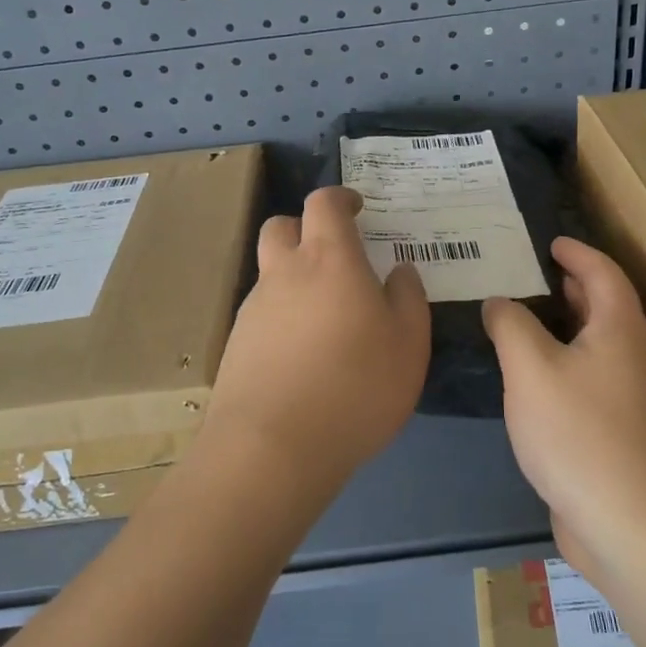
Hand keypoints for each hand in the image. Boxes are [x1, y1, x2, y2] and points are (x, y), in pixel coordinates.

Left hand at [207, 186, 430, 490]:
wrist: (272, 447)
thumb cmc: (355, 388)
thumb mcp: (409, 345)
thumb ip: (409, 299)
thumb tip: (400, 272)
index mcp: (329, 260)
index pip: (324, 203)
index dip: (341, 198)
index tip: (358, 209)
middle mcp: (284, 273)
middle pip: (281, 226)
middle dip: (305, 228)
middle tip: (335, 254)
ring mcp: (254, 309)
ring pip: (270, 272)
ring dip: (294, 276)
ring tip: (324, 316)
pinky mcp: (236, 344)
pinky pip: (261, 312)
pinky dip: (281, 316)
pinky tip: (301, 354)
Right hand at [483, 238, 645, 557]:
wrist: (633, 525)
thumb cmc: (580, 433)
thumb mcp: (531, 369)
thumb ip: (511, 326)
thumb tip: (500, 302)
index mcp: (621, 330)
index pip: (604, 273)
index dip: (578, 253)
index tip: (552, 242)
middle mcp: (637, 357)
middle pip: (609, 308)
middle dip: (577, 287)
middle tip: (540, 276)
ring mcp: (637, 399)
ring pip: (604, 346)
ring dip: (574, 327)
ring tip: (534, 323)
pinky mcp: (627, 434)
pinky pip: (598, 380)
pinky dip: (572, 365)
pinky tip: (542, 384)